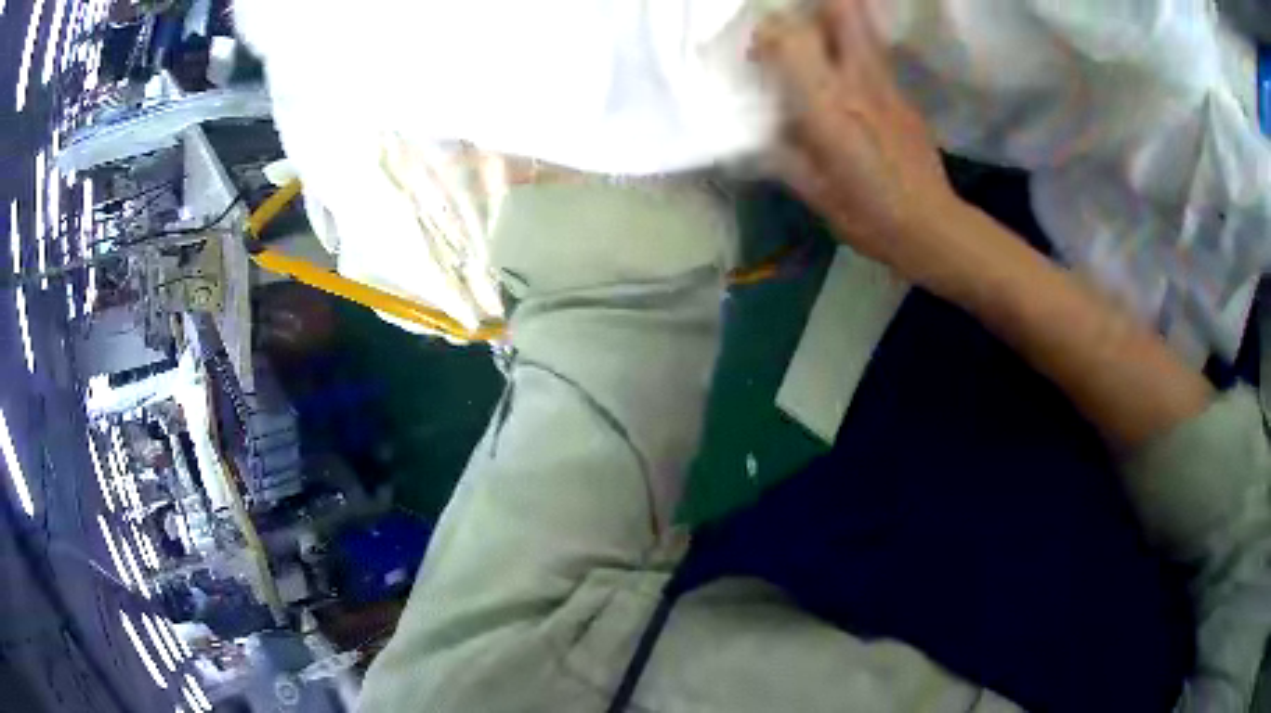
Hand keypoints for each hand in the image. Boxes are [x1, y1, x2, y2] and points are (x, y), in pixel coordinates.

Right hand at [754, 0, 961, 278]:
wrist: (932, 228)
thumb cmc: (867, 217)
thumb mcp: (812, 192)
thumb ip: (782, 151)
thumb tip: (764, 130)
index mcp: (826, 106)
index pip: (789, 38)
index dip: (768, 35)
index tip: (759, 55)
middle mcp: (857, 81)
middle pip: (841, 10)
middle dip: (816, 8)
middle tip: (797, 29)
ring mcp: (887, 84)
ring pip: (863, 25)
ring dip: (837, 20)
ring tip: (821, 43)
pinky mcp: (904, 95)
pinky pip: (875, 54)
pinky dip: (856, 49)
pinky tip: (849, 79)